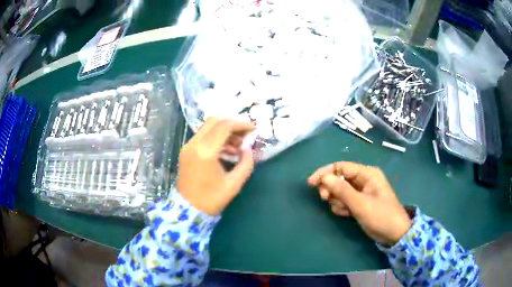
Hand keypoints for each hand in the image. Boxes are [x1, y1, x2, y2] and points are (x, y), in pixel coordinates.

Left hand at [177, 118, 254, 215]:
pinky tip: (227, 148)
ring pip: (209, 126)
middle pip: (215, 120)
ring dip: (225, 129)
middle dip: (233, 123)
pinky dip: (217, 136)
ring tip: (238, 144)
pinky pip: (203, 135)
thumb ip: (245, 164)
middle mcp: (194, 144)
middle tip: (246, 133)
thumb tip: (249, 149)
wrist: (188, 209)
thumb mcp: (234, 184)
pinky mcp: (187, 149)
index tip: (253, 129)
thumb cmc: (211, 200)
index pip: (224, 126)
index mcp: (205, 152)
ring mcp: (188, 146)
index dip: (241, 124)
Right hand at [308, 162, 410, 244]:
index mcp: (367, 174)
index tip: (311, 184)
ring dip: (337, 200)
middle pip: (339, 178)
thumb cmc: (380, 216)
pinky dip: (342, 206)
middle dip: (331, 189)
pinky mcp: (360, 202)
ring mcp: (362, 191)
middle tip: (326, 199)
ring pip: (340, 190)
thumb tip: (324, 177)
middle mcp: (364, 179)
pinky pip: (345, 200)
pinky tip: (347, 214)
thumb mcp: (360, 204)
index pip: (340, 166)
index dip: (324, 173)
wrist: (394, 234)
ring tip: (345, 211)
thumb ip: (342, 190)